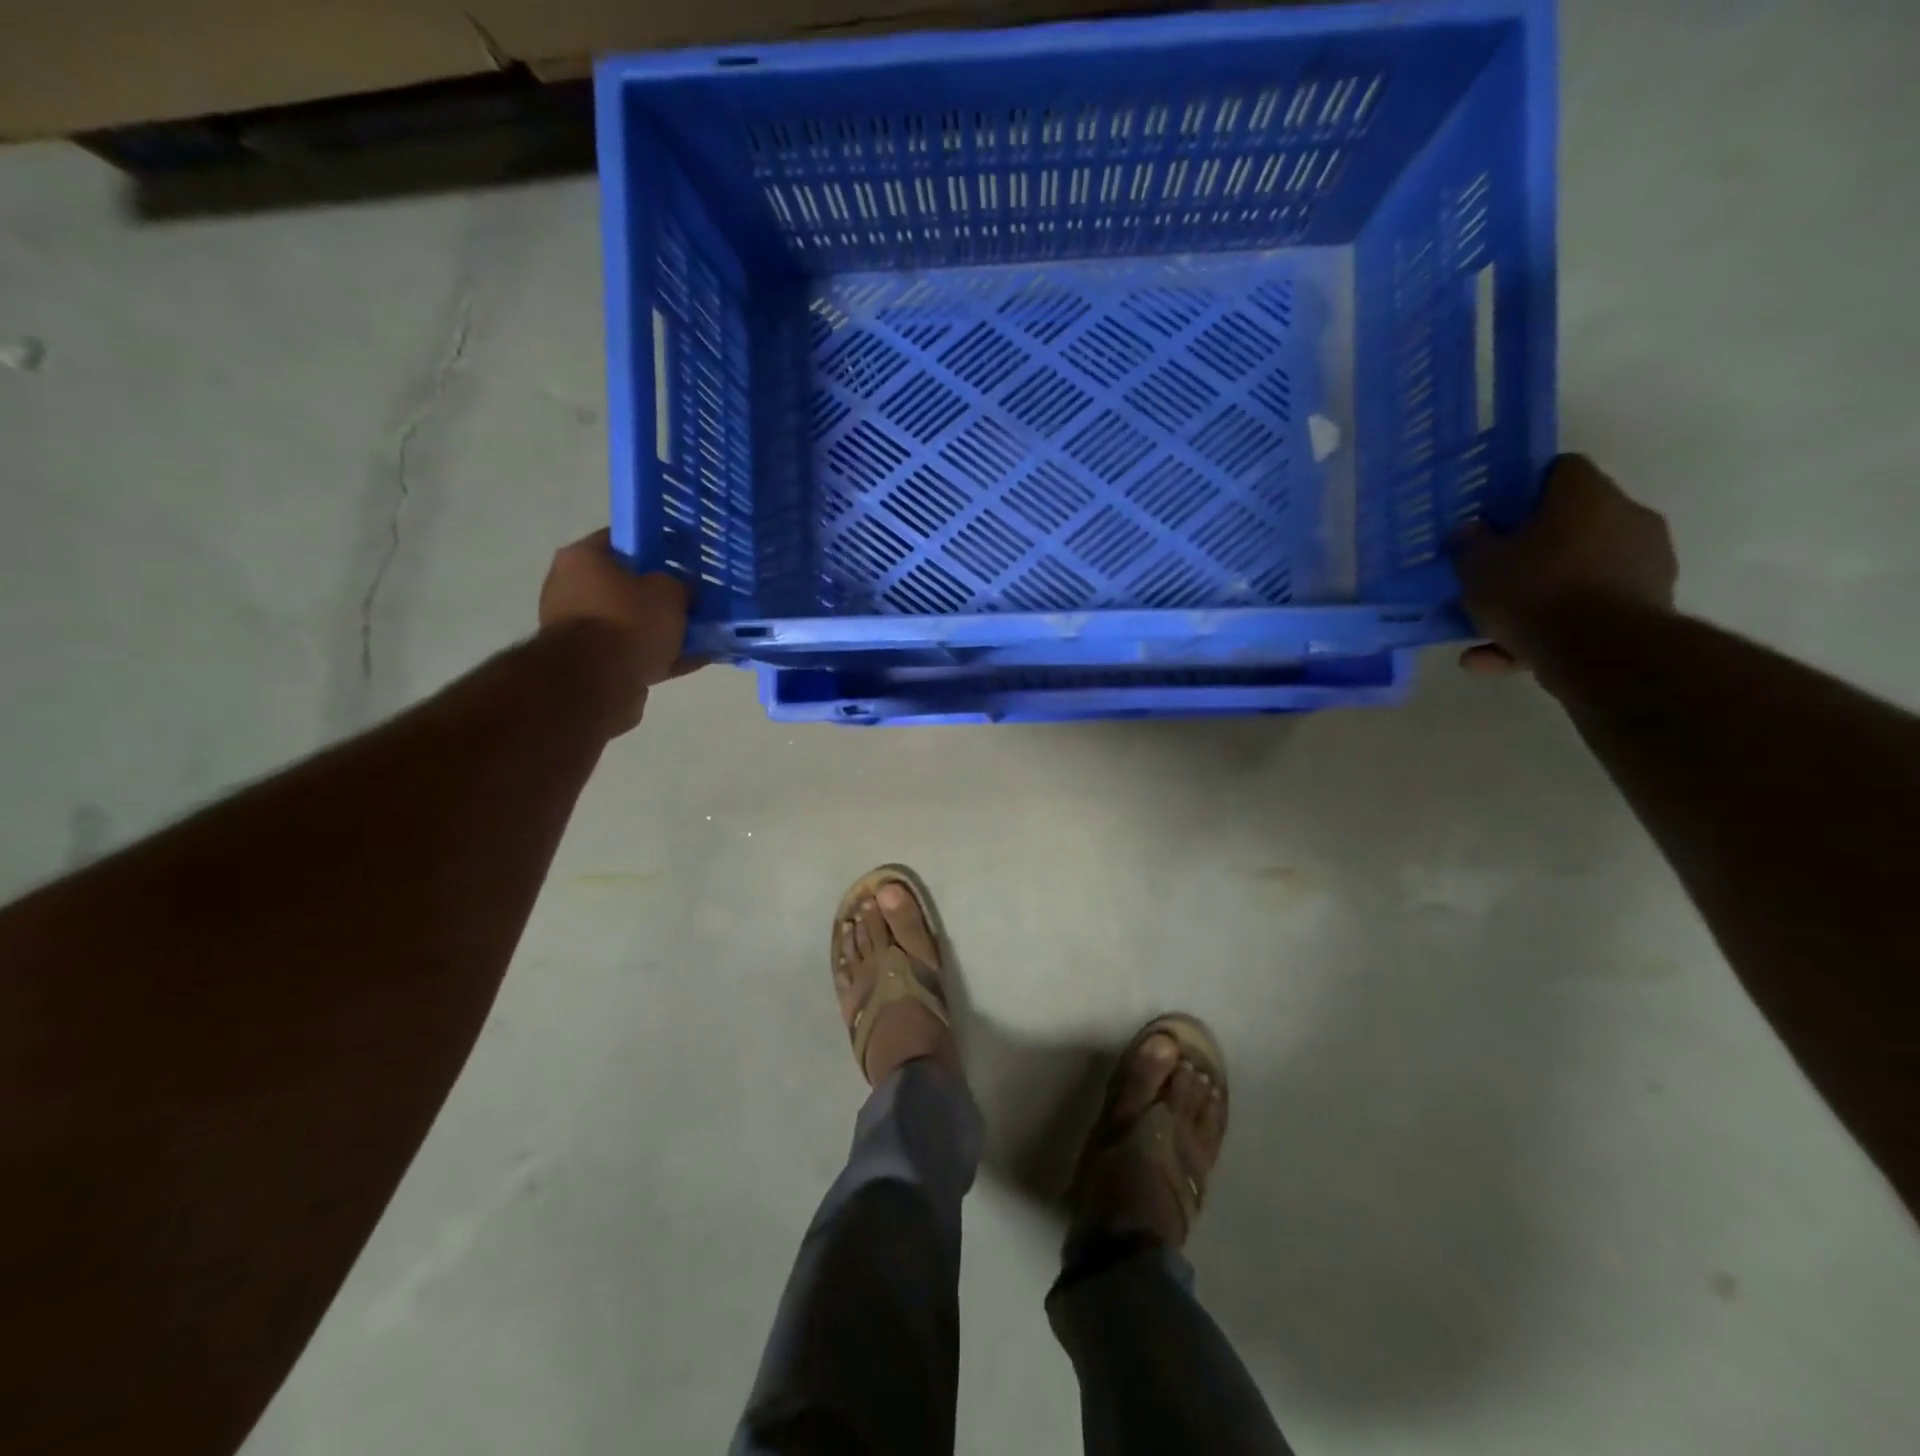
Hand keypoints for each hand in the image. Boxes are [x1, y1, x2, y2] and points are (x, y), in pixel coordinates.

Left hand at [538, 530, 698, 731]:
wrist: (598, 682)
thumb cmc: (629, 620)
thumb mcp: (670, 591)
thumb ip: (680, 584)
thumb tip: (683, 588)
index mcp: (582, 558)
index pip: (622, 541)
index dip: (656, 547)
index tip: (683, 559)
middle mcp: (570, 588)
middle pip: (625, 585)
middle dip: (659, 595)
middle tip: (692, 600)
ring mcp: (577, 628)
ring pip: (630, 622)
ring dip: (660, 629)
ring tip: (699, 636)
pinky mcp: (588, 663)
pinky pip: (631, 652)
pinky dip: (658, 656)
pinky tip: (691, 661)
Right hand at [1452, 454, 1677, 675]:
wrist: (1602, 651)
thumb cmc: (1535, 590)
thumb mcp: (1478, 567)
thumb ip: (1470, 545)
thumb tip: (1471, 530)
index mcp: (1587, 495)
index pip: (1558, 470)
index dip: (1523, 489)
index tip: (1493, 515)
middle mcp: (1625, 518)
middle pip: (1569, 525)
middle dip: (1529, 550)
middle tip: (1491, 573)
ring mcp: (1643, 564)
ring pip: (1575, 574)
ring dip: (1534, 597)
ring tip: (1485, 630)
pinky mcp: (1646, 607)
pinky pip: (1584, 611)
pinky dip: (1546, 631)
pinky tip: (1498, 657)